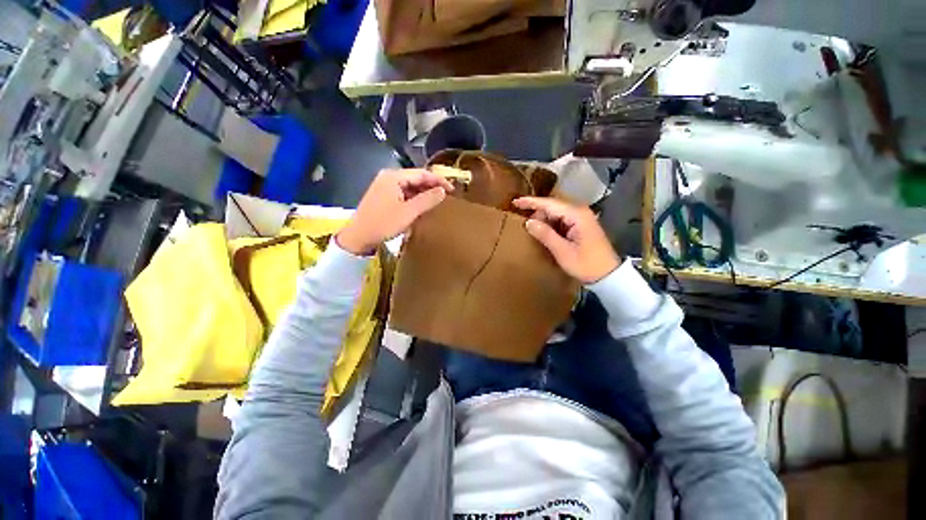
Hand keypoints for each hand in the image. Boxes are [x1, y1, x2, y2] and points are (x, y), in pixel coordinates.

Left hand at [337, 169, 453, 255]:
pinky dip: (414, 199)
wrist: (358, 238)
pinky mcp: (383, 197)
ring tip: (437, 202)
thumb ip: (427, 200)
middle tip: (446, 196)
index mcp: (394, 177)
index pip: (421, 173)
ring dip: (423, 193)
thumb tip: (443, 191)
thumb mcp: (408, 212)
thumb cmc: (383, 223)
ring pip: (410, 187)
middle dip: (431, 186)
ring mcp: (384, 187)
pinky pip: (403, 194)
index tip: (452, 190)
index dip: (438, 180)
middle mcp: (388, 177)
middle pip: (415, 178)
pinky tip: (422, 206)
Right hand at [513, 197, 619, 283]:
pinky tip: (544, 232)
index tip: (515, 201)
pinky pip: (561, 219)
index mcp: (577, 215)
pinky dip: (550, 225)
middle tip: (524, 224)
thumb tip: (528, 222)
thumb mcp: (563, 251)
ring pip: (556, 213)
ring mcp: (581, 218)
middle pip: (553, 206)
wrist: (607, 275)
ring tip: (531, 229)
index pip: (549, 203)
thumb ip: (545, 234)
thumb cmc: (586, 264)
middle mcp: (580, 211)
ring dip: (543, 219)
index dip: (531, 202)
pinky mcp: (580, 225)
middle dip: (537, 213)